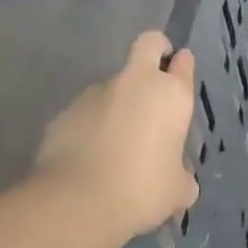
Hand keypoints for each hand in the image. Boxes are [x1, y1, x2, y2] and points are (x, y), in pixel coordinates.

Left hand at [35, 31, 199, 240]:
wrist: (77, 202)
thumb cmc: (143, 190)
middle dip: (155, 51)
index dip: (182, 66)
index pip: (183, 63)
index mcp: (171, 96)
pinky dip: (91, 126)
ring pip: (112, 85)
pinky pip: (85, 113)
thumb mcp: (178, 189)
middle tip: (155, 79)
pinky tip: (90, 157)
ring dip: (118, 103)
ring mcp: (95, 94)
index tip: (180, 74)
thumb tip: (178, 177)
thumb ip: (181, 174)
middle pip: (148, 44)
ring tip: (115, 143)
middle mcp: (135, 83)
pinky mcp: (64, 112)